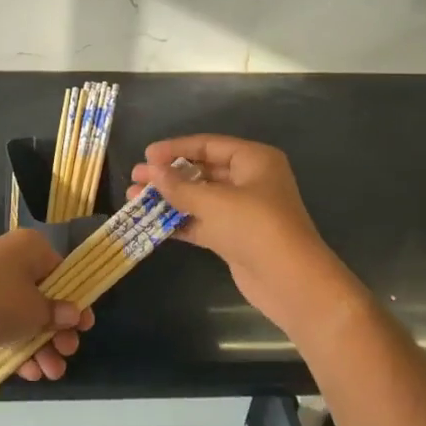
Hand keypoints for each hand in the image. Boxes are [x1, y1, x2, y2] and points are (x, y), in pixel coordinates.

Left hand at [0, 229, 95, 380]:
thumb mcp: (36, 311)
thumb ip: (58, 314)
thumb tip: (72, 314)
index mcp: (29, 247)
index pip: (61, 270)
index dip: (74, 299)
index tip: (84, 326)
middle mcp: (9, 259)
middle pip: (44, 295)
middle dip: (57, 330)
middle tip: (68, 352)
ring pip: (24, 315)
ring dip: (41, 345)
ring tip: (52, 373)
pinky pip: (4, 325)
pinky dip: (18, 346)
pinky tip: (30, 373)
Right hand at [130, 135, 364, 340]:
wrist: (290, 281)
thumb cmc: (256, 227)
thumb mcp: (214, 201)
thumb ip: (178, 186)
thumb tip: (151, 171)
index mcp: (253, 160)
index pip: (208, 145)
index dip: (175, 149)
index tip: (146, 155)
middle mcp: (249, 180)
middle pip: (202, 171)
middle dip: (168, 175)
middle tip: (136, 177)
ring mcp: (242, 211)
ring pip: (198, 198)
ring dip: (168, 199)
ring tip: (134, 199)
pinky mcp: (234, 237)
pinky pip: (201, 222)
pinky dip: (178, 221)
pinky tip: (150, 222)